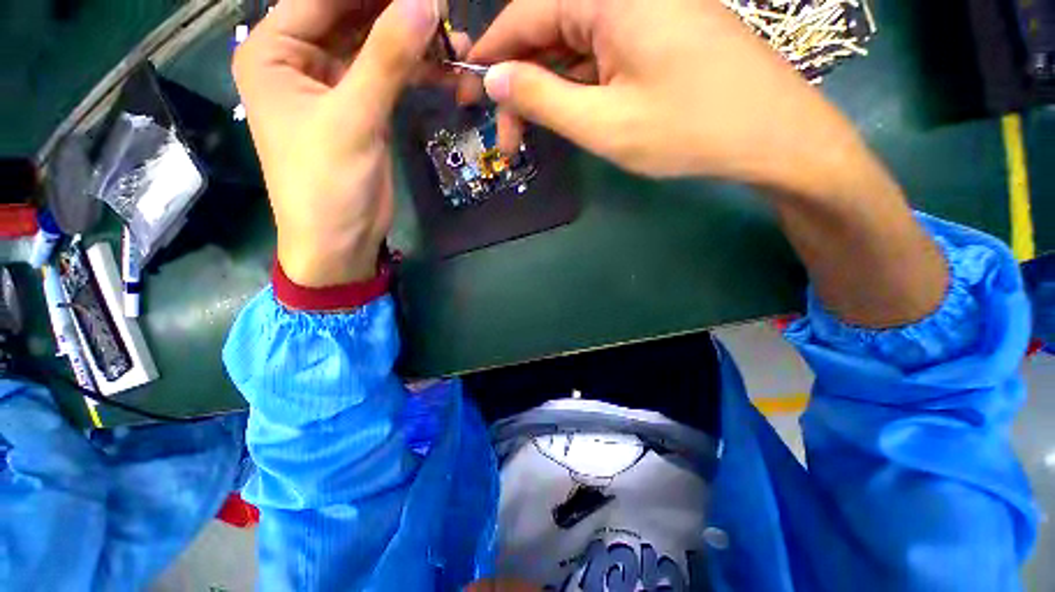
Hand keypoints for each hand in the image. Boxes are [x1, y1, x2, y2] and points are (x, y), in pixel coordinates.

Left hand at [233, 0, 456, 286]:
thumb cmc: (323, 189)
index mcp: (271, 51)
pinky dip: (420, 53)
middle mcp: (293, 48)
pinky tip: (451, 61)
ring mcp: (324, 62)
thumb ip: (389, 52)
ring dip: (418, 26)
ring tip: (452, 37)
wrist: (336, 246)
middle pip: (352, 3)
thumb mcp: (352, 118)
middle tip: (444, 10)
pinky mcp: (352, 80)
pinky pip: (389, 49)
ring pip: (377, 20)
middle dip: (401, 4)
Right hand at [466, 0, 872, 194]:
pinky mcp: (675, 19)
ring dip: (560, 78)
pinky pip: (616, 38)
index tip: (470, 101)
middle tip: (513, 131)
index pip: (519, 18)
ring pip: (583, 35)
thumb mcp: (610, 124)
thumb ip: (538, 98)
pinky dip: (595, 71)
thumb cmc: (704, 129)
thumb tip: (491, 78)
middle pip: (551, 25)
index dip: (488, 61)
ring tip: (548, 128)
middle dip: (526, 77)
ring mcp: (656, 2)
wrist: (794, 139)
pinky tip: (590, 105)